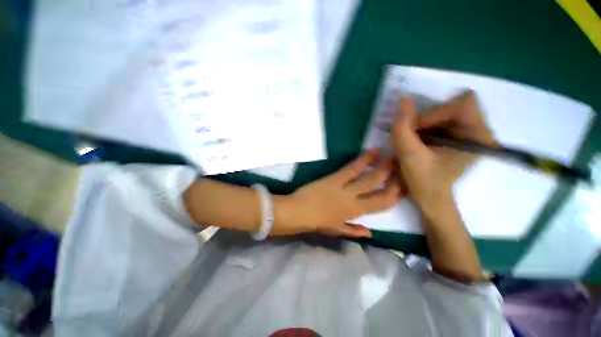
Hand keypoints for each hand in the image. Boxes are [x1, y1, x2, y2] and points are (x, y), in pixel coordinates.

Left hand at [274, 150, 401, 237]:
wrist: (297, 212)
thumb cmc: (316, 223)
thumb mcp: (336, 230)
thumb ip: (354, 231)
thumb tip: (371, 233)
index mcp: (355, 213)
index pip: (382, 203)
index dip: (396, 194)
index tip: (405, 185)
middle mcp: (354, 199)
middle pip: (379, 188)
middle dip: (394, 177)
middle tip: (404, 166)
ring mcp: (345, 187)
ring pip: (369, 177)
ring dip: (383, 166)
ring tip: (394, 156)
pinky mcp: (334, 178)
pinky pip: (352, 168)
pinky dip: (364, 159)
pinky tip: (372, 151)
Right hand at [391, 91, 494, 213]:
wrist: (431, 199)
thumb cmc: (424, 182)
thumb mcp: (409, 156)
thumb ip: (403, 128)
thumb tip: (403, 100)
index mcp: (478, 136)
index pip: (461, 104)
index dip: (435, 112)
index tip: (417, 131)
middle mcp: (480, 130)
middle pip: (452, 106)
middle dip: (427, 119)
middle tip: (413, 138)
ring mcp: (471, 133)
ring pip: (444, 111)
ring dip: (424, 124)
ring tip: (415, 142)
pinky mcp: (460, 136)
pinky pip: (442, 119)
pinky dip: (426, 127)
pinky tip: (420, 142)